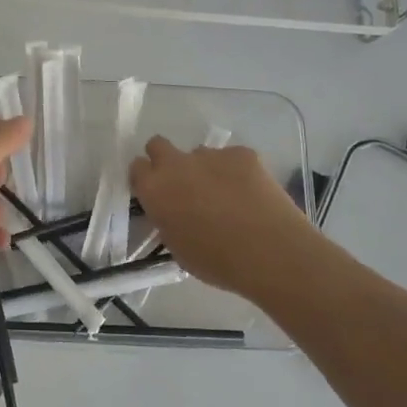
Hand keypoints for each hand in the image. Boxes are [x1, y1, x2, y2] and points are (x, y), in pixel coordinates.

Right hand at [129, 136, 317, 296]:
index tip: (156, 193)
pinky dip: (237, 171)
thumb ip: (167, 220)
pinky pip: (232, 157)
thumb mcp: (177, 248)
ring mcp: (210, 155)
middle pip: (158, 145)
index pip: (137, 168)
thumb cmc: (217, 262)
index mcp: (154, 190)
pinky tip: (251, 193)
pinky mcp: (243, 153)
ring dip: (205, 169)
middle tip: (183, 185)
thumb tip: (172, 212)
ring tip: (227, 196)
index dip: (146, 179)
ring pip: (199, 154)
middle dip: (166, 160)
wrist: (270, 253)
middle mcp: (176, 165)